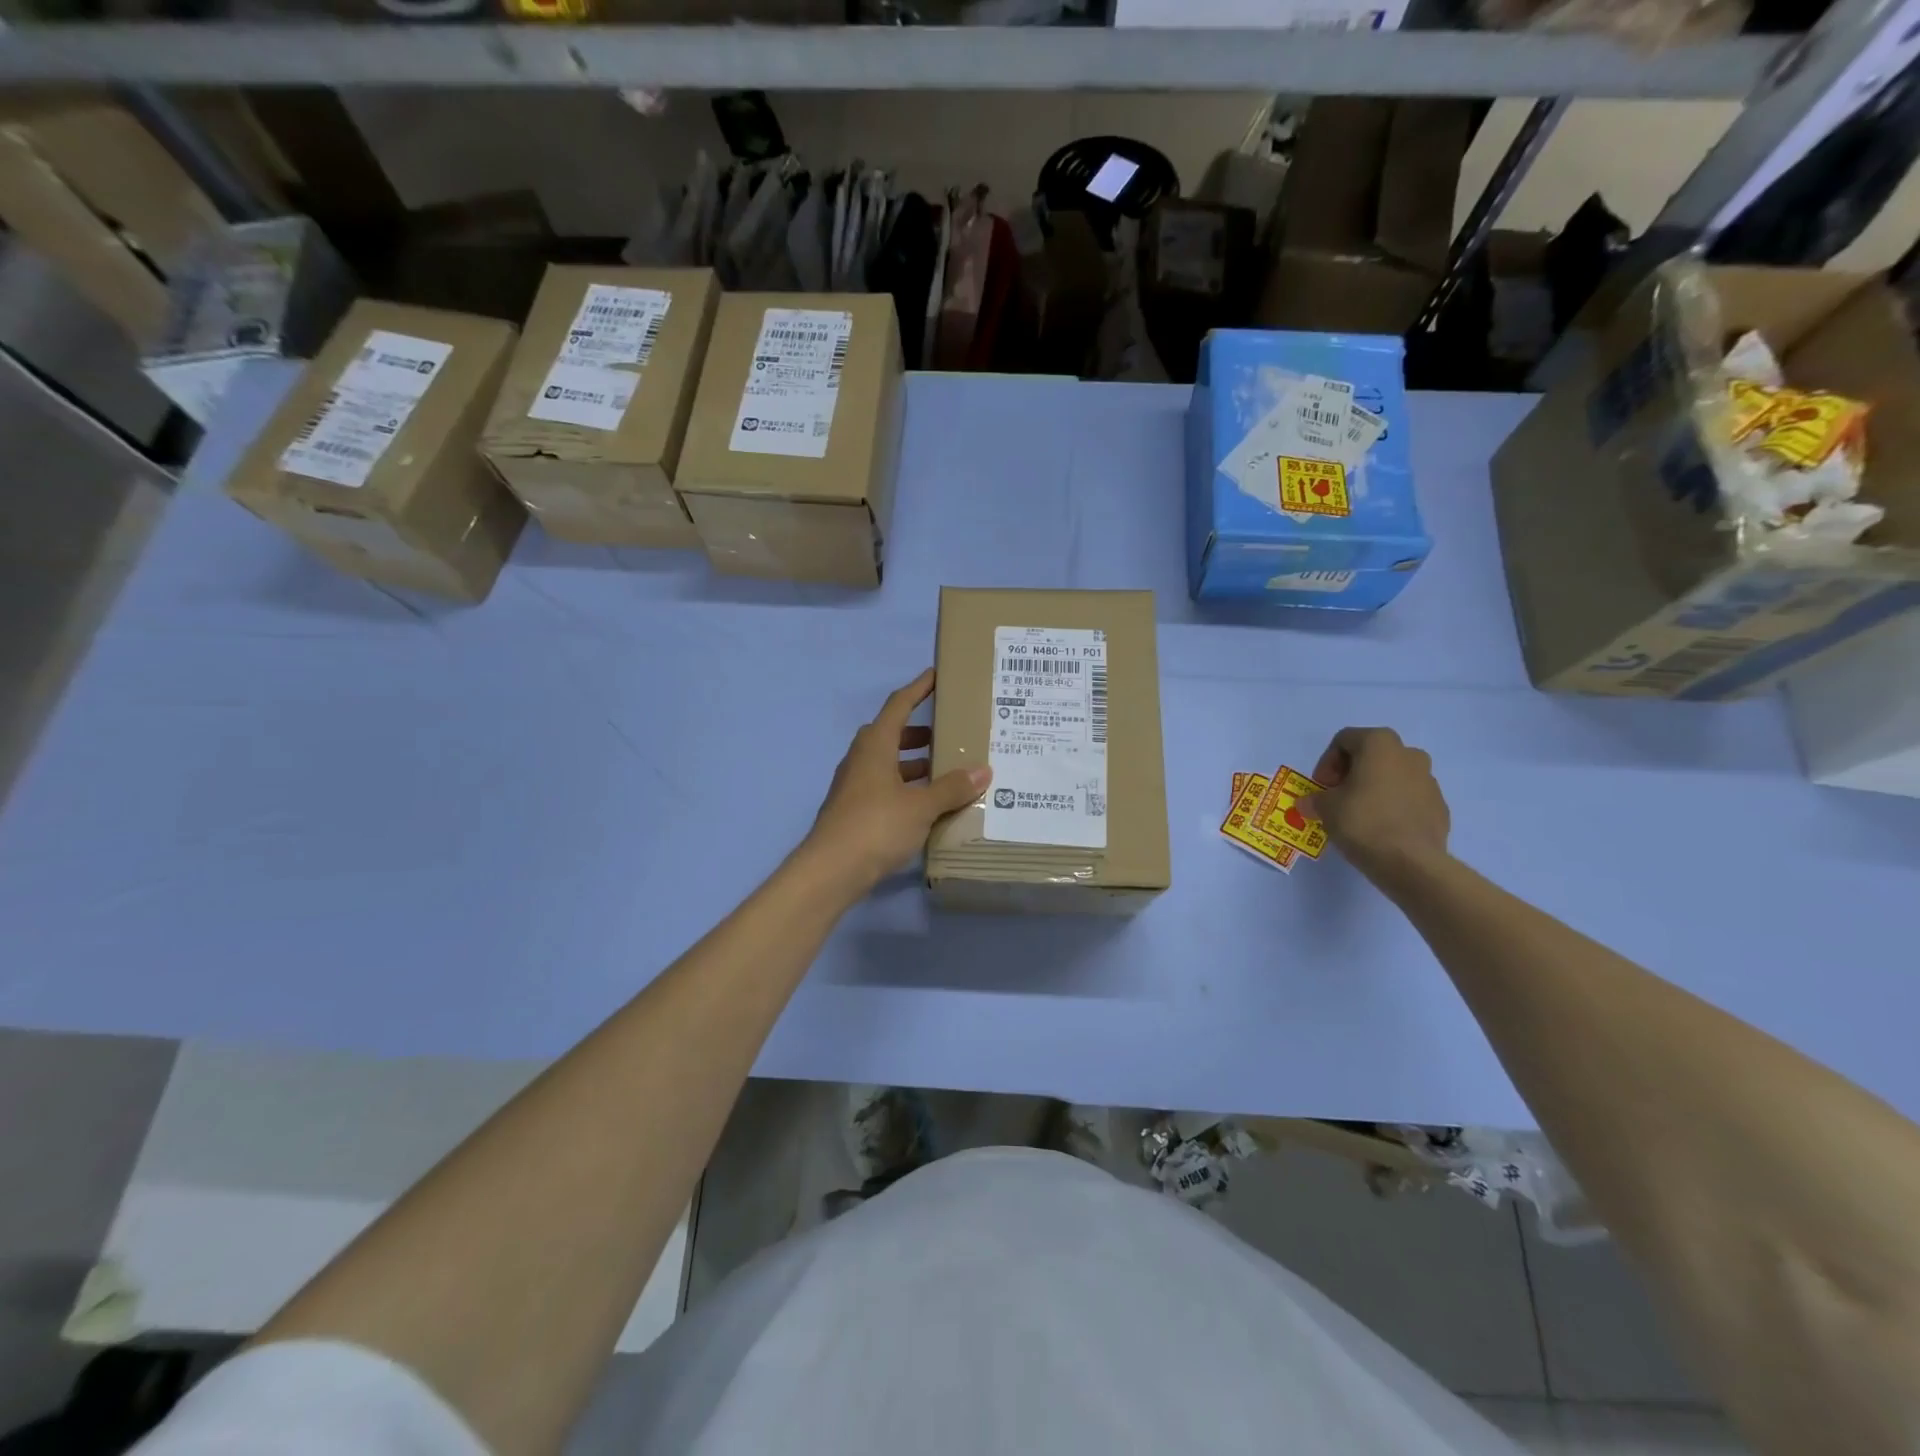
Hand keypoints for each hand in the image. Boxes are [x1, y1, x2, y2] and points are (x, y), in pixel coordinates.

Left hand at [802, 669, 990, 895]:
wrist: (831, 870)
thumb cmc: (876, 826)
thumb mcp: (921, 806)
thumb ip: (952, 788)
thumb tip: (983, 770)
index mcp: (875, 746)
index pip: (899, 705)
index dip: (919, 688)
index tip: (937, 676)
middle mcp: (861, 759)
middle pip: (891, 734)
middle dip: (918, 732)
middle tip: (947, 734)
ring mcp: (854, 786)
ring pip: (887, 763)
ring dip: (912, 763)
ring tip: (943, 771)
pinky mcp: (853, 810)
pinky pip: (884, 787)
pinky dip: (905, 787)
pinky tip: (925, 805)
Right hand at [1299, 727, 1450, 888]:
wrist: (1411, 862)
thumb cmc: (1363, 821)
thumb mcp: (1325, 808)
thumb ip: (1315, 799)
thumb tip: (1309, 803)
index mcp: (1379, 744)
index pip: (1344, 740)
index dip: (1327, 763)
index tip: (1322, 787)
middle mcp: (1408, 753)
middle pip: (1372, 755)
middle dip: (1351, 773)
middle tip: (1337, 797)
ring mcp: (1429, 780)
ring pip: (1393, 776)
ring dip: (1374, 788)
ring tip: (1359, 814)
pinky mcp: (1439, 806)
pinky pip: (1409, 798)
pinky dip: (1393, 806)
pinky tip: (1381, 828)